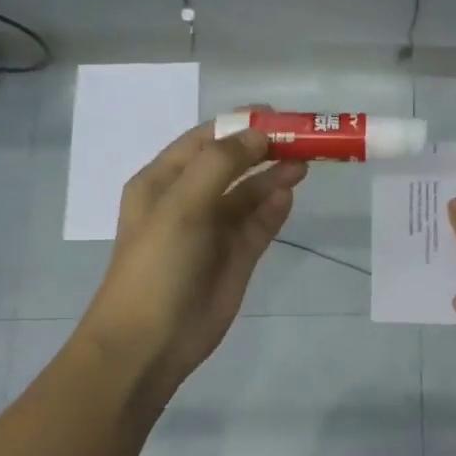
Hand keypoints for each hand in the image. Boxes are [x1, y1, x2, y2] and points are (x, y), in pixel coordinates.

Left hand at [79, 118, 305, 407]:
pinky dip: (275, 209)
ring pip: (250, 194)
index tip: (280, 115)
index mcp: (163, 181)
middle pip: (234, 164)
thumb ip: (221, 164)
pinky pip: (260, 224)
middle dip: (265, 149)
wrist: (149, 341)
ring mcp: (214, 230)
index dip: (241, 124)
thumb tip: (259, 134)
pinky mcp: (236, 258)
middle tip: (304, 139)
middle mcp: (189, 200)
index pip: (206, 139)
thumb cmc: (157, 265)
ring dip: (274, 176)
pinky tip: (289, 196)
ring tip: (306, 164)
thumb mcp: (181, 205)